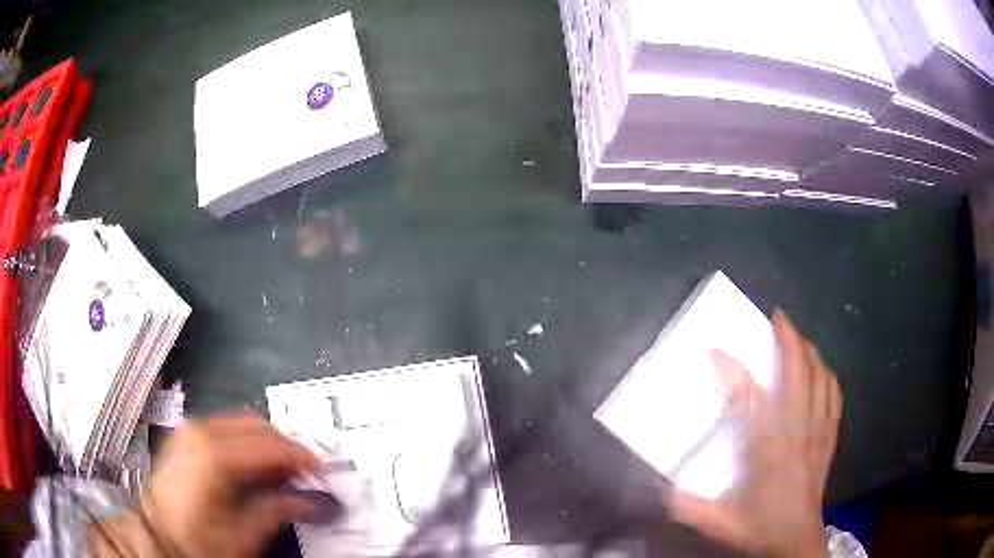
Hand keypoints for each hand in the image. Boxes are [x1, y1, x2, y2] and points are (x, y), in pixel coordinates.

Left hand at [140, 411, 321, 557]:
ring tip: (285, 470)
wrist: (158, 533)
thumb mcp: (242, 535)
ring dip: (269, 443)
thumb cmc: (193, 539)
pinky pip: (228, 427)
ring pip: (243, 422)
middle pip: (258, 425)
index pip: (269, 445)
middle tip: (306, 470)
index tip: (319, 471)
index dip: (300, 457)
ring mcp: (191, 431)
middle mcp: (200, 433)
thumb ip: (277, 511)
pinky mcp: (188, 436)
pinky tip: (258, 463)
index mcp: (213, 456)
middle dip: (287, 447)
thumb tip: (307, 500)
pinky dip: (250, 441)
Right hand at [670, 309, 842, 557]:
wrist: (796, 539)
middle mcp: (797, 431)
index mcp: (768, 449)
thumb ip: (687, 505)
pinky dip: (827, 375)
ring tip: (798, 337)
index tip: (715, 351)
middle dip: (788, 339)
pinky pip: (834, 394)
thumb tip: (659, 488)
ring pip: (820, 377)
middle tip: (777, 316)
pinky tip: (821, 369)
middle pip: (798, 373)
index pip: (750, 400)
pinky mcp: (829, 436)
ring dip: (809, 352)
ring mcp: (818, 430)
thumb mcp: (718, 522)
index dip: (732, 372)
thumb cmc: (760, 527)